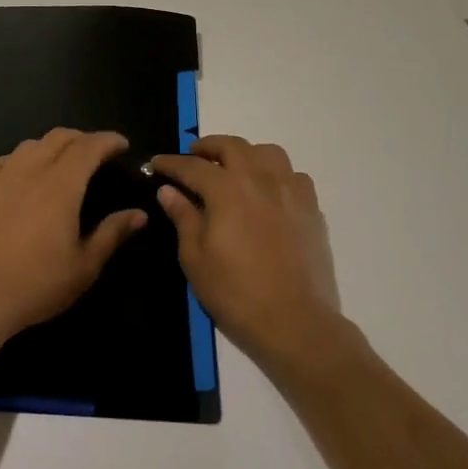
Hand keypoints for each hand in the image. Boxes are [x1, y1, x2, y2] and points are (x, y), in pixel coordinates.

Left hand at [0, 129, 148, 349]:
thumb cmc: (36, 285)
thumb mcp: (84, 266)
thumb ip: (112, 234)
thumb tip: (139, 214)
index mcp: (60, 186)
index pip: (88, 147)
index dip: (108, 140)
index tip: (122, 145)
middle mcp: (30, 172)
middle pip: (58, 138)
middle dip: (82, 138)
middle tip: (97, 152)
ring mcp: (0, 180)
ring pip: (29, 145)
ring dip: (51, 145)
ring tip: (62, 160)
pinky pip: (0, 161)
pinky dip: (17, 159)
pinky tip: (20, 172)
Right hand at [149, 136, 357, 377]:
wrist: (295, 321)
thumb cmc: (236, 293)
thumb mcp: (195, 258)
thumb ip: (183, 217)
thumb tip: (169, 190)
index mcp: (227, 190)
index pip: (192, 166)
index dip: (171, 163)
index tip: (156, 164)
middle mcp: (260, 179)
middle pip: (232, 146)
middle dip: (208, 147)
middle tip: (193, 156)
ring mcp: (290, 191)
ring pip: (268, 152)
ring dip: (245, 153)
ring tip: (234, 167)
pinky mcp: (311, 208)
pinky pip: (294, 175)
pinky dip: (276, 174)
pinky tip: (269, 191)